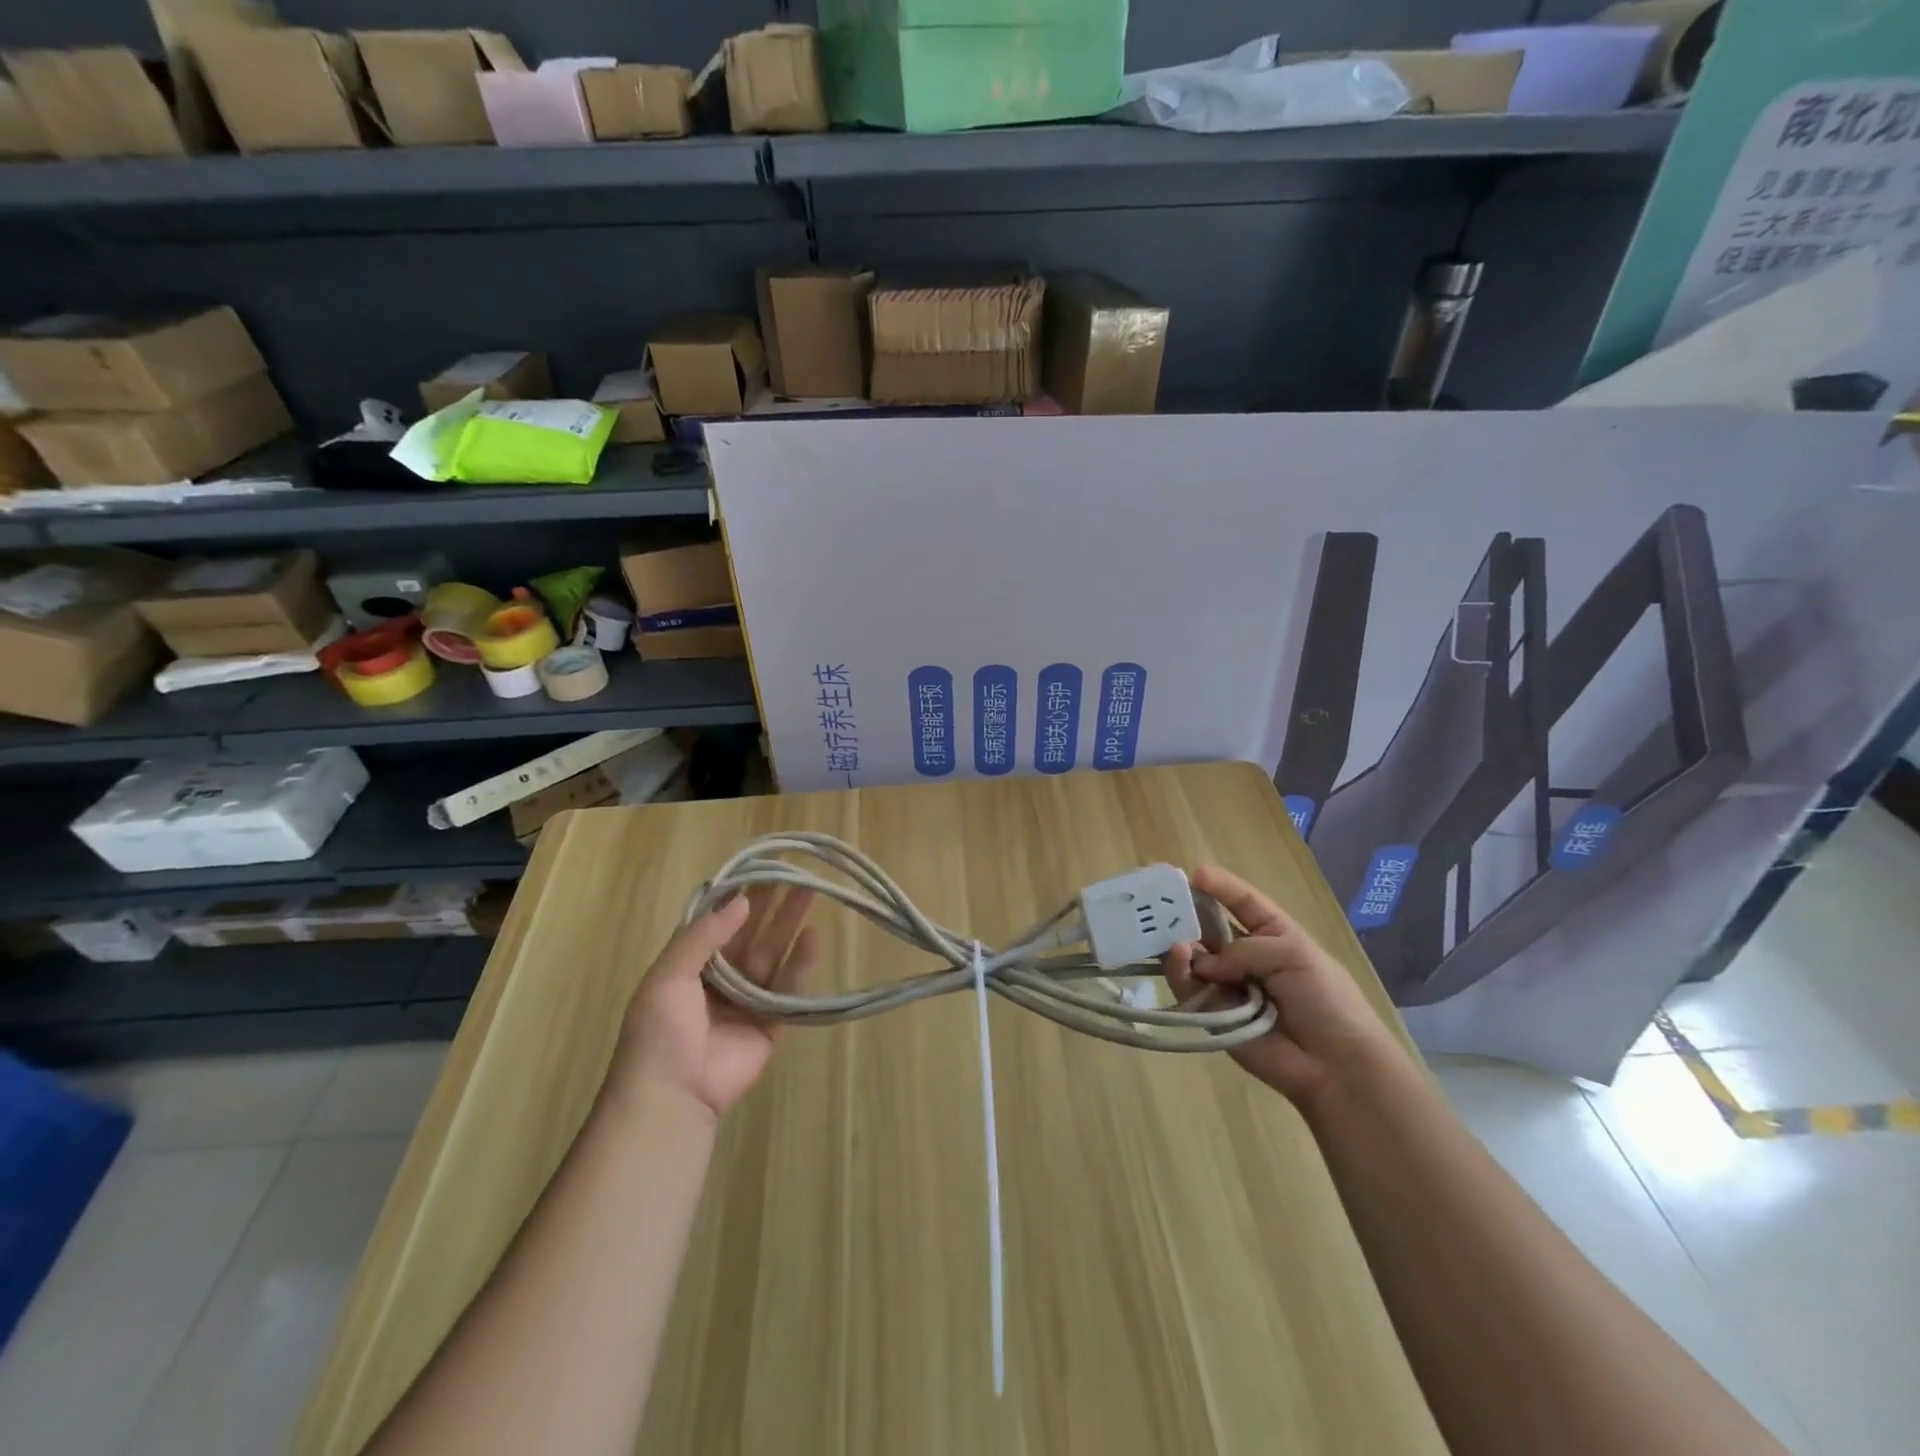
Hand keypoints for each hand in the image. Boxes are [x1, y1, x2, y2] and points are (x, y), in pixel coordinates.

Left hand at [610, 886, 817, 1124]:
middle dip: (771, 903)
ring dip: (790, 923)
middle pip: (752, 932)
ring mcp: (747, 1000)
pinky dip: (801, 963)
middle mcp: (721, 977)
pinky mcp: (771, 1023)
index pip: (720, 921)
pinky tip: (812, 936)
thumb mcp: (667, 977)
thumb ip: (703, 937)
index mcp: (691, 965)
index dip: (740, 895)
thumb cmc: (659, 1034)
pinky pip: (789, 988)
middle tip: (795, 872)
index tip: (762, 867)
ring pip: (773, 953)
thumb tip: (740, 901)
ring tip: (811, 892)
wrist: (670, 1098)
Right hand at [1165, 865, 1403, 1109]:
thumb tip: (1203, 964)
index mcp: (1270, 933)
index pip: (1241, 901)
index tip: (1194, 873)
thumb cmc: (1325, 998)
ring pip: (1190, 954)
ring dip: (1177, 940)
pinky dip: (1178, 969)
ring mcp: (1224, 983)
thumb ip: (1244, 948)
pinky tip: (1177, 956)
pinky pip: (1186, 984)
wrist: (1334, 1064)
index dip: (1220, 886)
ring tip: (1172, 936)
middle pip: (1205, 925)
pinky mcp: (1209, 1011)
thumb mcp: (1294, 953)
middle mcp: (1242, 954)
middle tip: (1152, 897)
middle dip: (1181, 910)